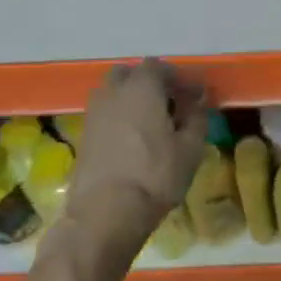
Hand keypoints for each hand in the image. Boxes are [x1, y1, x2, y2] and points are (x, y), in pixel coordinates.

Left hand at [64, 59, 207, 256]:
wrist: (104, 213)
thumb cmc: (154, 175)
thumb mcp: (190, 148)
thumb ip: (196, 119)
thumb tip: (197, 104)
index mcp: (141, 88)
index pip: (159, 66)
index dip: (179, 78)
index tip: (195, 95)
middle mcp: (113, 93)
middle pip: (130, 74)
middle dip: (150, 83)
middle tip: (169, 103)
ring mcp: (94, 114)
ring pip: (113, 94)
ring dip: (131, 100)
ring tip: (151, 123)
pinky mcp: (83, 136)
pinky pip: (105, 115)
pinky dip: (119, 118)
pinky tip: (134, 140)